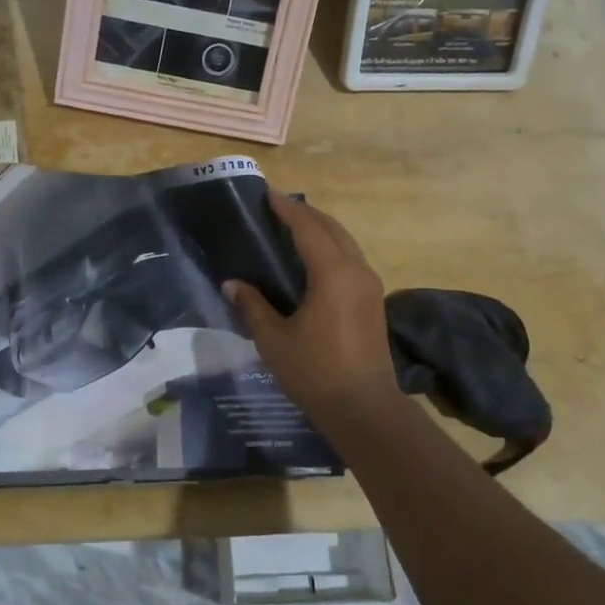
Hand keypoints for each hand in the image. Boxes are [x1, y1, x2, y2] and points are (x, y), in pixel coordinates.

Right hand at [222, 191, 405, 427]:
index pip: (307, 227)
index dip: (286, 208)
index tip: (266, 194)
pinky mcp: (373, 301)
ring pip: (345, 242)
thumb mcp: (274, 339)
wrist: (365, 410)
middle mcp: (356, 270)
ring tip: (292, 227)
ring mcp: (370, 285)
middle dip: (304, 213)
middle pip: (331, 227)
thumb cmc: (316, 372)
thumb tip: (231, 283)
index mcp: (332, 273)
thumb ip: (252, 305)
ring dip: (320, 229)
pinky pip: (350, 258)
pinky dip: (330, 247)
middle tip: (276, 208)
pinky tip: (311, 260)